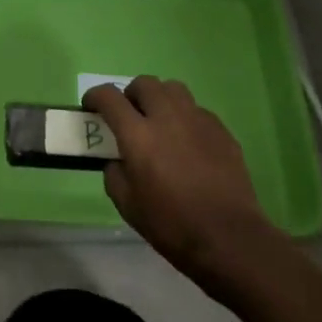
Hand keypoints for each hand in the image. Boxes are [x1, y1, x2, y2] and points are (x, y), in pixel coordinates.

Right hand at [84, 77, 281, 290]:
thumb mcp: (128, 206)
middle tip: (130, 116)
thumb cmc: (173, 225)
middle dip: (131, 94)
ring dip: (160, 99)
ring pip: (173, 89)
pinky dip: (185, 118)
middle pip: (144, 83)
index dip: (95, 96)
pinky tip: (188, 143)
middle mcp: (167, 117)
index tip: (91, 106)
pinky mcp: (221, 129)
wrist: (230, 238)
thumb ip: (115, 174)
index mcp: (139, 135)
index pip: (109, 97)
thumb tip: (118, 159)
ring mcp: (197, 119)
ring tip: (160, 122)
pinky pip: (196, 110)